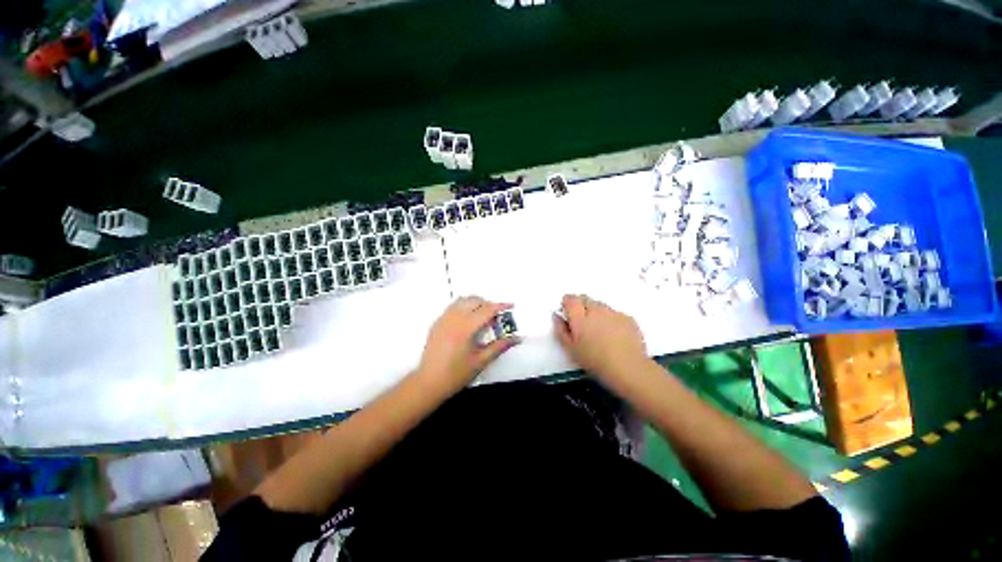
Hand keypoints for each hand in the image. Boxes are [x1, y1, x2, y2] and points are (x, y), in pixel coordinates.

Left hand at [416, 296, 520, 390]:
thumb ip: (499, 347)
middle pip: (474, 300)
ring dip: (475, 303)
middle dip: (488, 304)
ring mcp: (443, 319)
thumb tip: (517, 338)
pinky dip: (463, 307)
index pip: (486, 309)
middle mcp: (454, 318)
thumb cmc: (456, 374)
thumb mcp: (481, 361)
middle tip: (496, 316)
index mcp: (466, 327)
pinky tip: (467, 321)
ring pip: (462, 301)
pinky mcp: (437, 323)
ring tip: (482, 317)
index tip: (511, 305)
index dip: (500, 306)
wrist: (428, 382)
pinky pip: (452, 307)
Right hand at [553, 294, 647, 379]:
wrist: (628, 368)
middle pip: (585, 299)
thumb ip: (561, 330)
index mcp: (580, 317)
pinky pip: (614, 313)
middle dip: (581, 306)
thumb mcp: (571, 349)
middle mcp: (596, 310)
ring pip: (600, 306)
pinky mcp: (628, 318)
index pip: (570, 299)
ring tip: (600, 330)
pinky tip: (614, 334)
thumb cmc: (595, 361)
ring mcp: (613, 312)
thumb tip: (557, 316)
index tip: (568, 313)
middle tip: (583, 323)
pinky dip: (611, 319)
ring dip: (596, 312)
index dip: (567, 303)